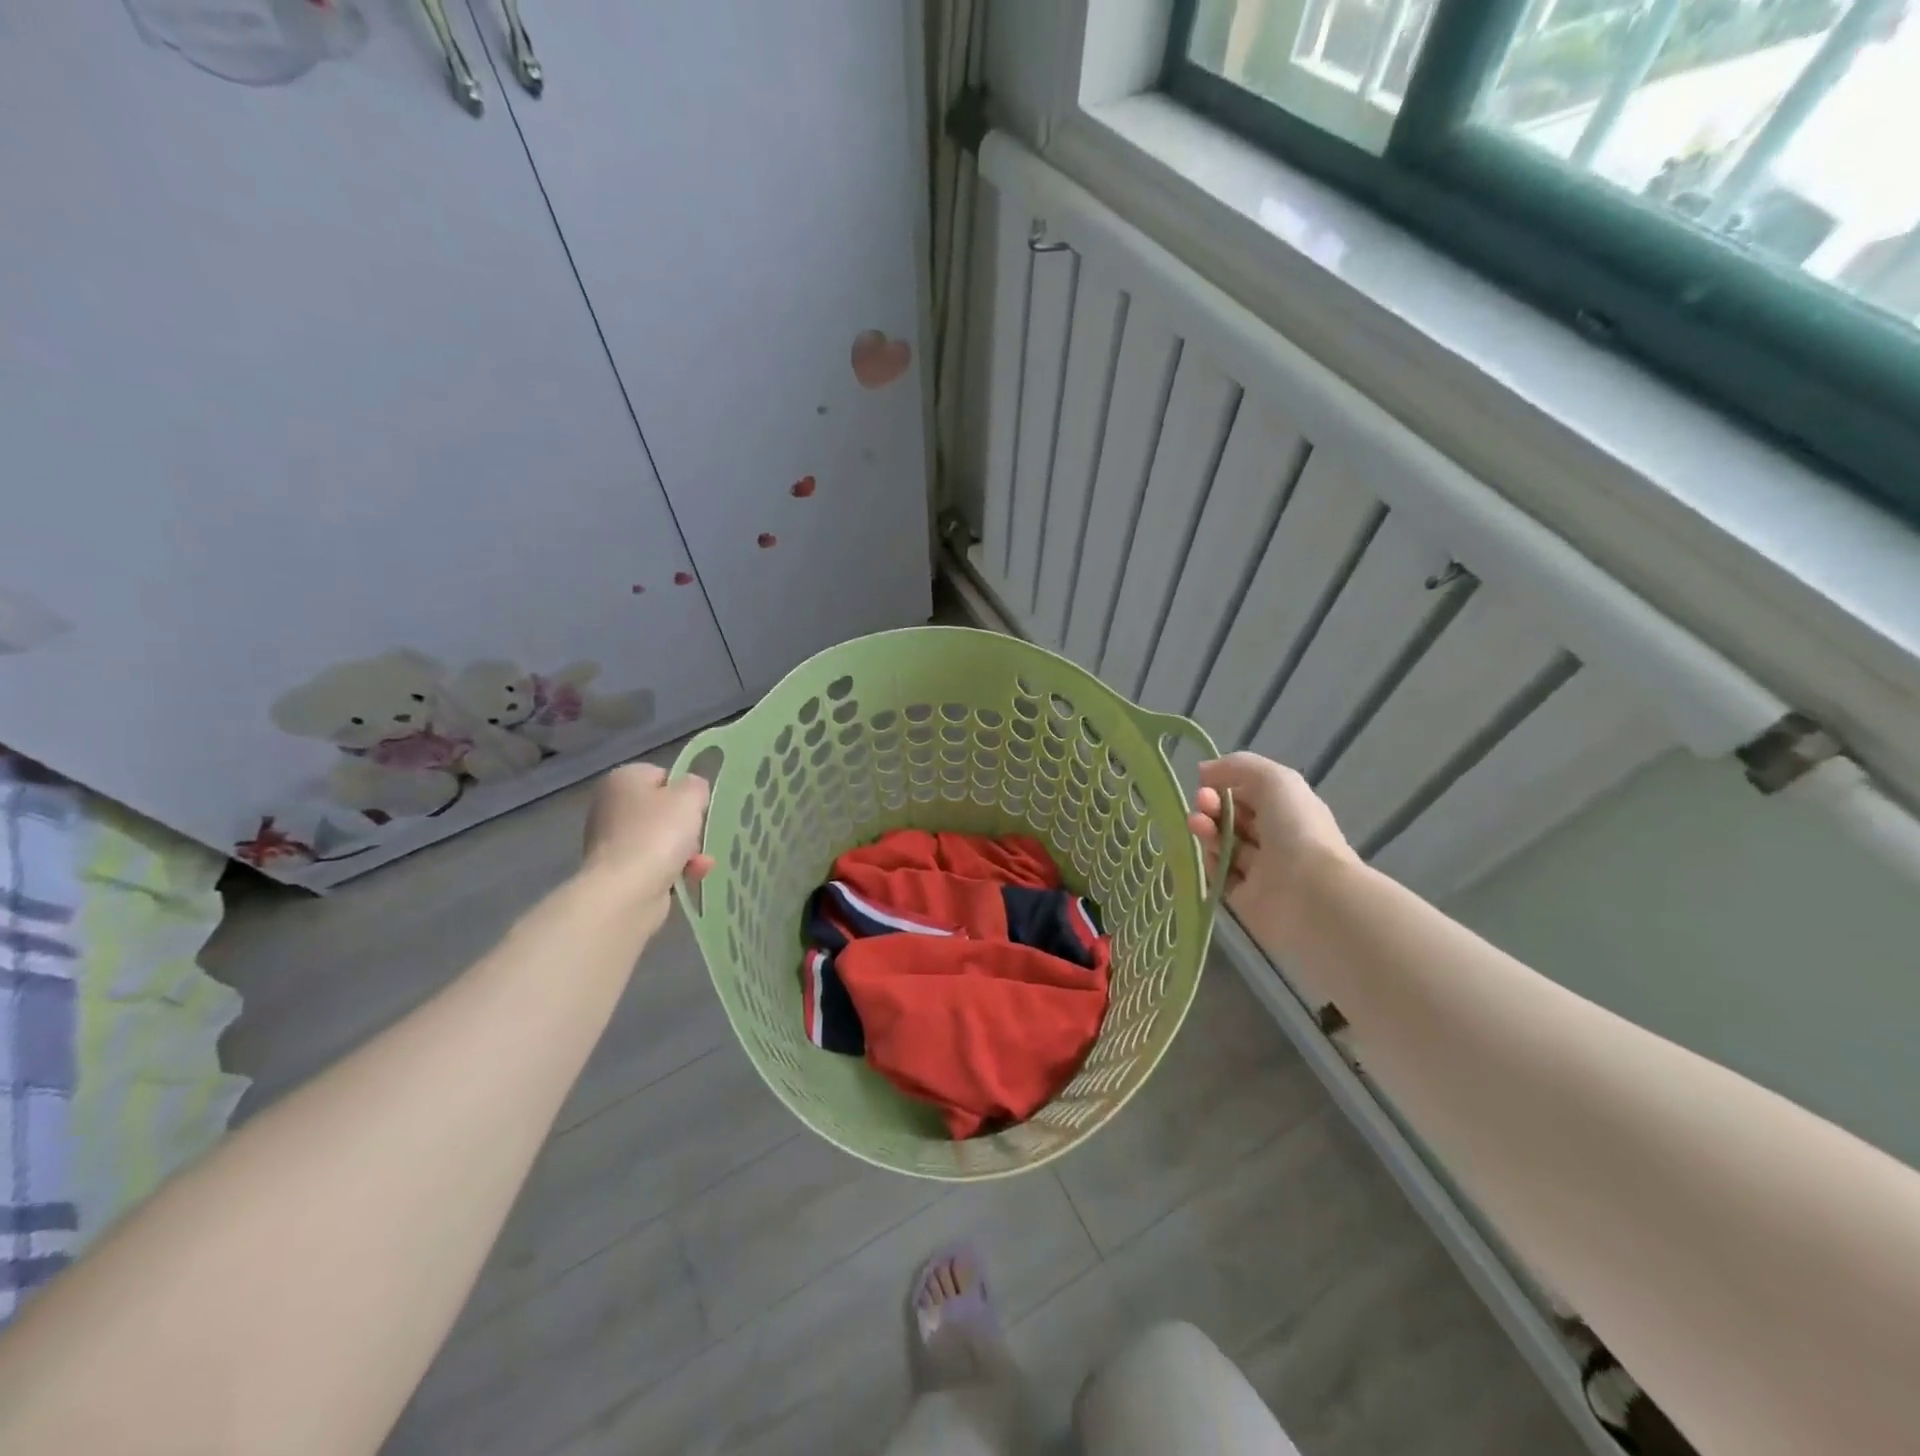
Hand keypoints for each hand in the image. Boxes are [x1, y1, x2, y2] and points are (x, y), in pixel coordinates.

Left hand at [578, 763, 713, 928]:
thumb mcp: (690, 795)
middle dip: (686, 826)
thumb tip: (691, 792)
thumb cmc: (658, 833)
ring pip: (661, 839)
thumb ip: (696, 785)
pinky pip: (655, 864)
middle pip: (662, 810)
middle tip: (700, 835)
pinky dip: (674, 869)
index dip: (684, 791)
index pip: (662, 776)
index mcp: (623, 779)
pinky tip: (692, 876)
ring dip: (686, 850)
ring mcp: (611, 841)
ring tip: (701, 862)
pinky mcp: (617, 872)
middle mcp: (610, 806)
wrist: (627, 890)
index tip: (698, 808)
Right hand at [1186, 752, 1358, 955]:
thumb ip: (1238, 766)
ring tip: (1197, 824)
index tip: (1206, 784)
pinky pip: (1219, 876)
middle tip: (1201, 805)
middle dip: (1212, 806)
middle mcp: (1276, 839)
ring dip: (1206, 830)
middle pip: (1234, 819)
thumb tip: (1204, 771)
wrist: (1309, 895)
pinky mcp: (1244, 899)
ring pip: (1224, 845)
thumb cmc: (1296, 829)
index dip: (1226, 785)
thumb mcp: (1274, 780)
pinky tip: (1206, 855)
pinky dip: (1209, 863)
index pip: (1250, 793)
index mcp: (1289, 811)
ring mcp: (1261, 871)